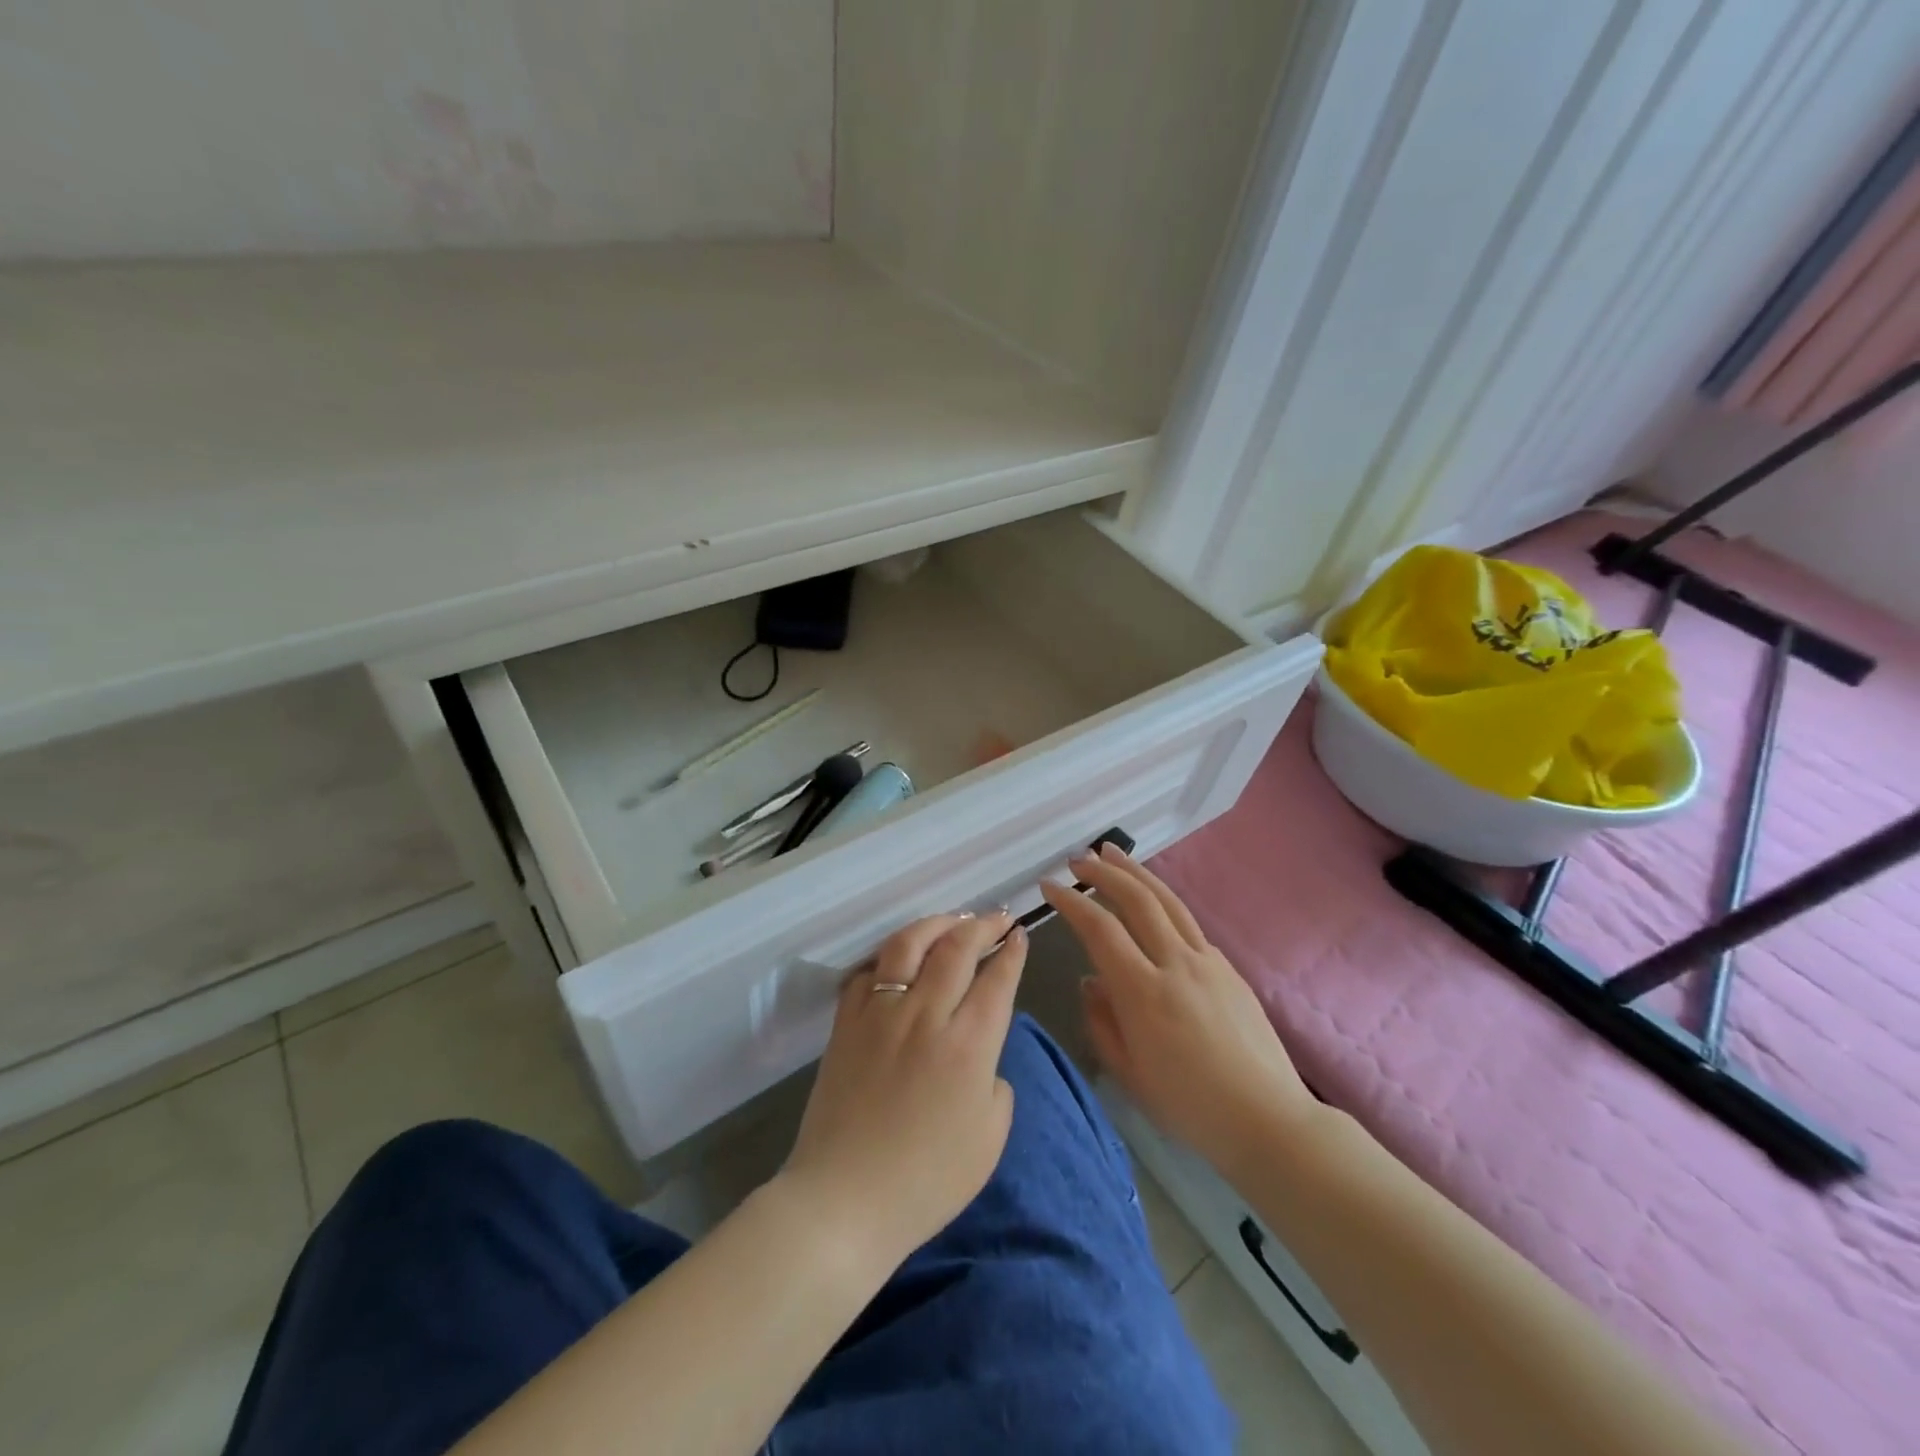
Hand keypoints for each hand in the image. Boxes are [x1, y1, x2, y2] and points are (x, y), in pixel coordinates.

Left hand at [777, 912, 1025, 1271]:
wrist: (845, 1200)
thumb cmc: (927, 1181)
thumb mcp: (989, 1139)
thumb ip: (996, 1084)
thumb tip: (983, 1056)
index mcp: (968, 1045)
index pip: (996, 979)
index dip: (1011, 951)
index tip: (1019, 934)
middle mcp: (925, 1014)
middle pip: (956, 947)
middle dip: (982, 925)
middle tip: (996, 918)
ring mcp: (880, 1013)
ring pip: (909, 944)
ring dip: (936, 924)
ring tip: (952, 920)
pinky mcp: (846, 1022)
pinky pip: (869, 971)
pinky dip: (890, 956)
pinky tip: (901, 957)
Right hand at [1042, 844, 1316, 1176]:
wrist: (1268, 1120)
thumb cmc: (1190, 1107)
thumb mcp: (1129, 1073)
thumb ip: (1101, 1021)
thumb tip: (1090, 981)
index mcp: (1144, 992)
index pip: (1100, 930)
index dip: (1071, 902)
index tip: (1049, 886)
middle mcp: (1176, 964)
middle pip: (1137, 900)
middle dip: (1104, 873)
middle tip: (1079, 859)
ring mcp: (1208, 961)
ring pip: (1167, 901)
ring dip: (1136, 873)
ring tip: (1112, 853)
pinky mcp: (1228, 968)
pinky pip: (1188, 924)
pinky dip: (1162, 903)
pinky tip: (1152, 905)